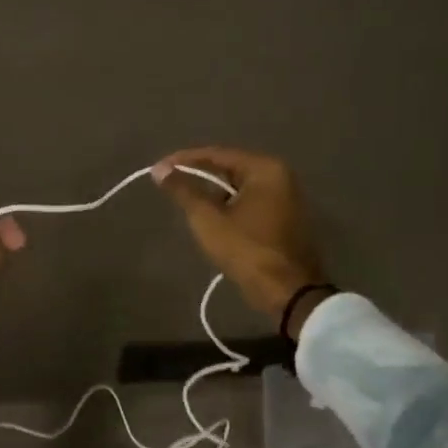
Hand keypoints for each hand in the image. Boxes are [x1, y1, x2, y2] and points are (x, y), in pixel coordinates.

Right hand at [151, 146, 328, 327]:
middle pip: (229, 168)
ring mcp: (286, 198)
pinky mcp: (285, 217)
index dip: (183, 160)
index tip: (158, 168)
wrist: (288, 293)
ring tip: (186, 203)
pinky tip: (211, 219)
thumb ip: (183, 191)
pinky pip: (250, 202)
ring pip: (239, 187)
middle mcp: (280, 176)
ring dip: (213, 194)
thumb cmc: (247, 250)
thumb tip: (160, 170)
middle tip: (170, 184)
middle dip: (198, 177)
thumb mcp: (208, 219)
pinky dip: (229, 206)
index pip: (217, 154)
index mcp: (265, 169)